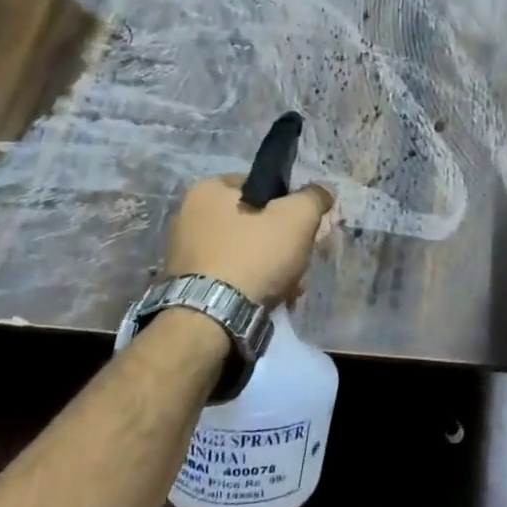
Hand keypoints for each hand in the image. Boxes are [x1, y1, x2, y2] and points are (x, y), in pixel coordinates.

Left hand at [164, 176, 334, 307]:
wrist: (211, 321)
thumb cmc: (254, 256)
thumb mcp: (297, 218)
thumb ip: (313, 198)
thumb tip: (324, 189)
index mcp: (207, 190)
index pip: (258, 185)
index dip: (287, 204)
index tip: (303, 227)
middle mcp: (187, 215)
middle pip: (252, 222)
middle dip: (280, 242)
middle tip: (299, 261)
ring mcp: (182, 253)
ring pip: (242, 252)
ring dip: (269, 267)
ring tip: (289, 289)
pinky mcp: (184, 286)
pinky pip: (227, 277)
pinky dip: (248, 286)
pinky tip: (267, 301)